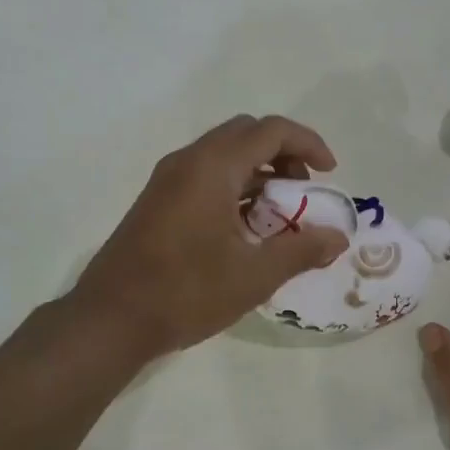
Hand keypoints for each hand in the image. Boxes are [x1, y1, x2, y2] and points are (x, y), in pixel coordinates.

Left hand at [70, 115, 349, 358]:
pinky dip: (234, 186)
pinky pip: (205, 174)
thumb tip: (338, 238)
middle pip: (246, 134)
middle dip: (283, 154)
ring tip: (280, 215)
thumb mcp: (254, 275)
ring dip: (258, 172)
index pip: (270, 130)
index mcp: (212, 167)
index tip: (330, 174)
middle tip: (304, 191)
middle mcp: (188, 161)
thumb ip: (301, 251)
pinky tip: (245, 228)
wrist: (110, 319)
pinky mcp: (158, 200)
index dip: (308, 144)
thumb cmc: (186, 292)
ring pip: (224, 154)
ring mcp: (168, 179)